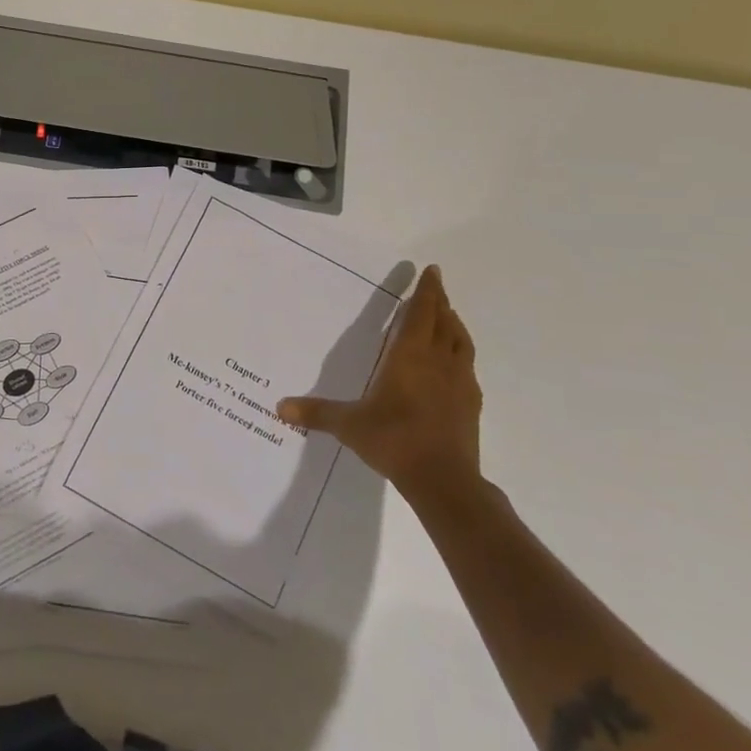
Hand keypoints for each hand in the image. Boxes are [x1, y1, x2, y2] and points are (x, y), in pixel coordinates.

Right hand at [277, 264, 482, 506]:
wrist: (444, 480)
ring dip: (454, 325)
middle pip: (444, 321)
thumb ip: (316, 412)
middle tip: (436, 287)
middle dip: (440, 301)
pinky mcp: (471, 404)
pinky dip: (460, 355)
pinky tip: (454, 365)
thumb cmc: (394, 440)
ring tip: (449, 317)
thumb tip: (279, 407)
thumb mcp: (348, 425)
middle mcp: (438, 361)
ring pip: (461, 342)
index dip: (427, 290)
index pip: (421, 313)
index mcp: (409, 356)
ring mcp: (459, 382)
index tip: (432, 271)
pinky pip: (467, 367)